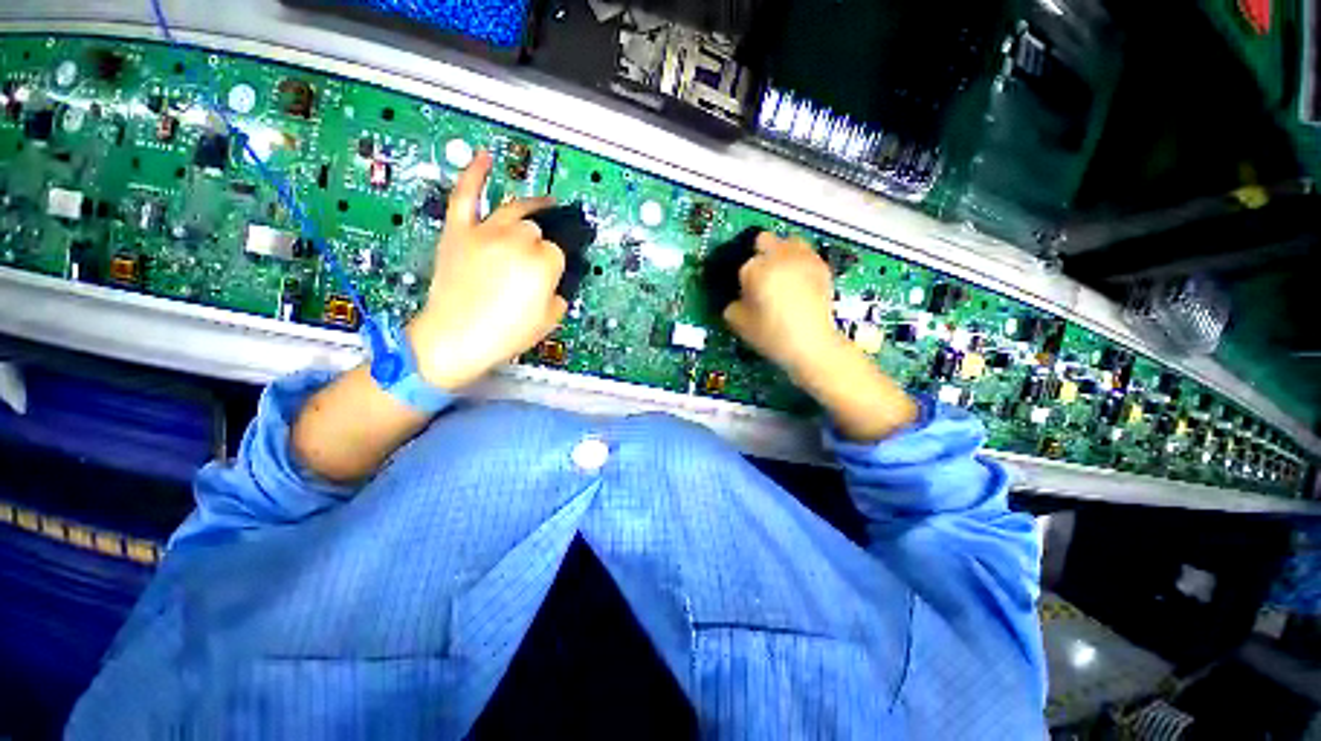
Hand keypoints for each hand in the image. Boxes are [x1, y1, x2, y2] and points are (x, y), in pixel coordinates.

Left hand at [406, 151, 566, 390]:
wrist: (455, 339)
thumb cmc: (505, 334)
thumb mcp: (550, 320)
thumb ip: (560, 295)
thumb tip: (556, 283)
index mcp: (543, 263)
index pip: (559, 252)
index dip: (556, 266)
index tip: (552, 276)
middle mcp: (517, 241)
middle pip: (538, 230)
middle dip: (541, 245)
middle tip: (537, 261)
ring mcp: (486, 232)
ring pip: (515, 211)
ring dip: (532, 207)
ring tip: (546, 203)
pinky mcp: (459, 231)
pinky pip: (466, 194)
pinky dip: (474, 173)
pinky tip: (486, 157)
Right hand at [722, 233, 844, 377]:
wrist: (813, 344)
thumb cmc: (772, 335)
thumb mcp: (739, 324)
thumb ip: (731, 306)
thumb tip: (736, 300)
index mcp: (755, 269)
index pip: (742, 264)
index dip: (743, 280)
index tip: (746, 293)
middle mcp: (779, 256)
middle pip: (764, 240)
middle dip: (760, 254)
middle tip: (761, 277)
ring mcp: (803, 259)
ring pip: (788, 241)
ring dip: (781, 253)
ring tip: (782, 274)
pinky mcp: (822, 267)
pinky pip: (806, 254)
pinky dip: (800, 262)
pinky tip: (799, 280)